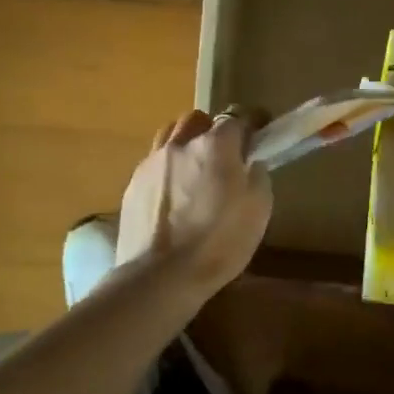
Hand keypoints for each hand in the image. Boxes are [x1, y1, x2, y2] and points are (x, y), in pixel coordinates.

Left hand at [116, 108, 271, 296]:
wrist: (160, 276)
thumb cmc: (219, 243)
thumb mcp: (259, 210)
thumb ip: (257, 176)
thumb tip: (250, 164)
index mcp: (215, 145)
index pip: (237, 117)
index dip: (252, 122)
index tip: (260, 132)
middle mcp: (181, 144)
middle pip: (198, 119)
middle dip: (213, 129)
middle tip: (224, 154)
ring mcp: (152, 162)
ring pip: (171, 135)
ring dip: (186, 143)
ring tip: (195, 168)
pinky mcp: (133, 183)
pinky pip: (154, 162)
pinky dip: (168, 168)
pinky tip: (174, 193)